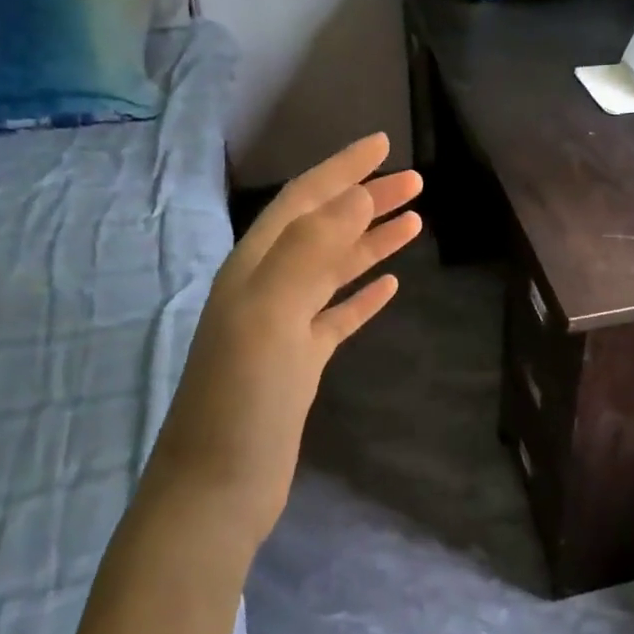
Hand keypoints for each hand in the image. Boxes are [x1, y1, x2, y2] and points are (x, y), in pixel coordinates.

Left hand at [144, 133, 421, 547]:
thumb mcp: (270, 315)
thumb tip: (354, 197)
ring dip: (371, 242)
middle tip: (415, 182)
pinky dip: (364, 295)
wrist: (218, 488)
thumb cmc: (242, 399)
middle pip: (323, 230)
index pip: (302, 202)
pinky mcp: (300, 363)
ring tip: (414, 222)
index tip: (383, 145)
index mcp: (253, 269)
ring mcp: (284, 328)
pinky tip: (390, 285)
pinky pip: (338, 315)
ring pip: (334, 270)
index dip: (341, 169)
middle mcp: (266, 289)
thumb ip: (309, 251)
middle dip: (366, 200)